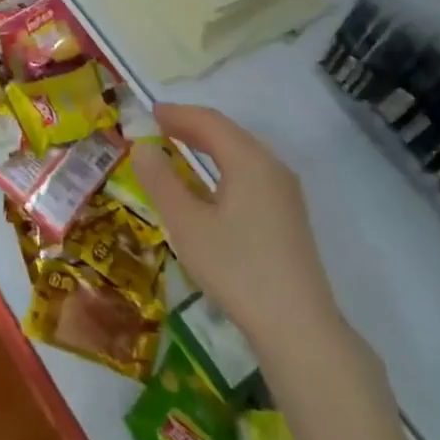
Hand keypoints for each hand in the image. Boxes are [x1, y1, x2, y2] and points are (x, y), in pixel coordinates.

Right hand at [132, 103, 343, 344]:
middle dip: (192, 126)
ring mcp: (285, 192)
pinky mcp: (288, 215)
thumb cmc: (237, 269)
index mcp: (249, 160)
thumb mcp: (187, 224)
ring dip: (209, 145)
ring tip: (179, 148)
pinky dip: (224, 165)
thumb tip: (141, 147)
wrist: (298, 327)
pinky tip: (210, 184)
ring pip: (242, 153)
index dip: (177, 113)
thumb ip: (161, 181)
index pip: (209, 121)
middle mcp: (272, 167)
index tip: (149, 113)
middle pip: (228, 133)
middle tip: (159, 127)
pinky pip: (251, 172)